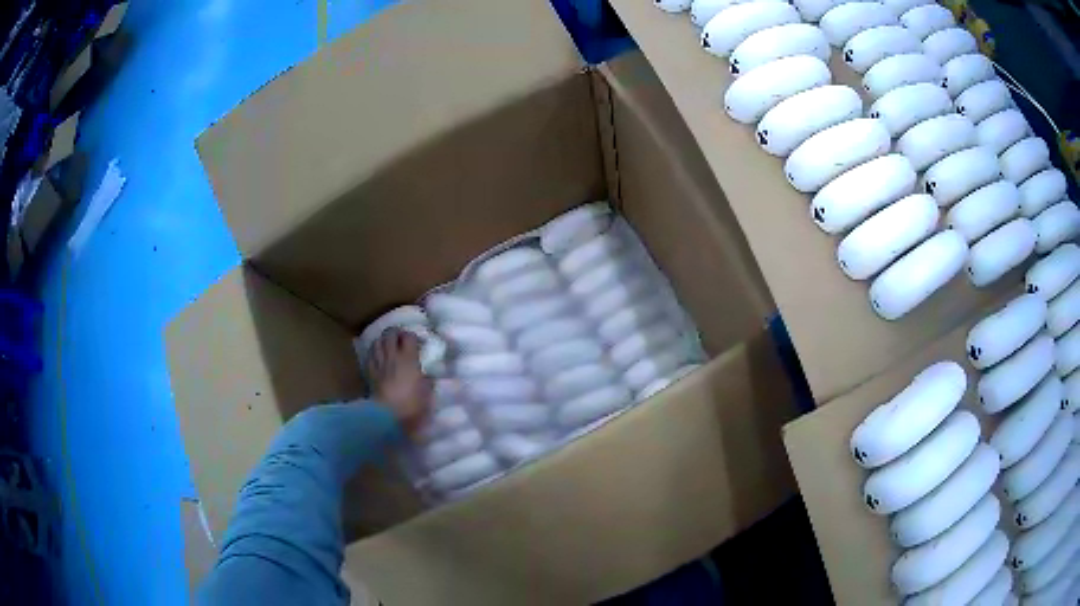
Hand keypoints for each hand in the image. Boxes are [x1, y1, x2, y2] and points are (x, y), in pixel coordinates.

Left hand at [366, 329, 432, 434]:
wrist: (387, 416)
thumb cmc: (412, 405)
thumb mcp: (427, 392)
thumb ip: (427, 379)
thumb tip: (426, 375)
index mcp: (408, 358)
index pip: (408, 336)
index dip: (413, 337)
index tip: (417, 344)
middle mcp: (392, 356)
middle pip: (390, 333)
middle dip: (396, 334)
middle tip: (401, 341)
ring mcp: (378, 363)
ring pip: (378, 341)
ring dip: (384, 341)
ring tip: (389, 347)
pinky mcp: (369, 371)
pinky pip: (370, 354)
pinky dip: (374, 351)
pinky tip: (378, 357)